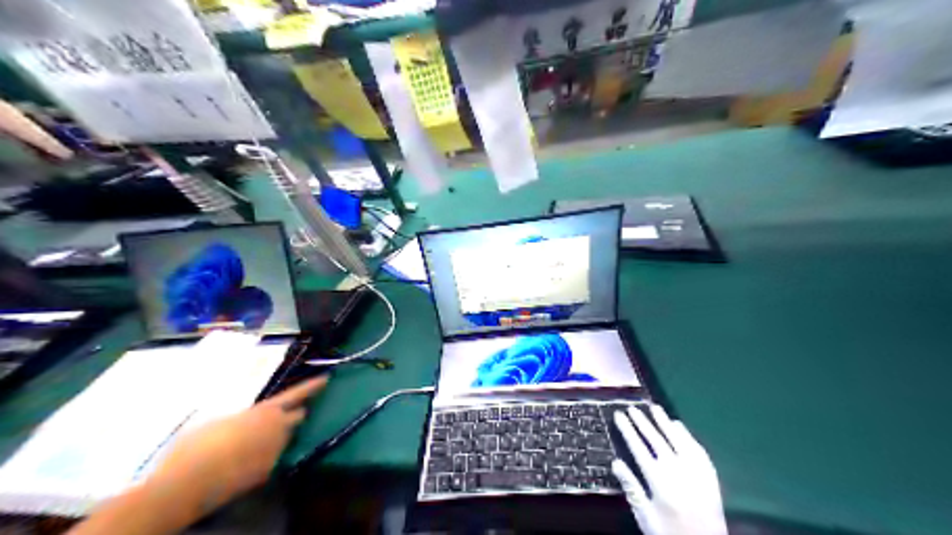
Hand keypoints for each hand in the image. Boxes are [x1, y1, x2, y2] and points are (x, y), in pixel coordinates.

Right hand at [147, 376, 326, 514]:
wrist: (188, 483)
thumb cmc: (198, 444)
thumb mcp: (218, 419)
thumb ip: (240, 418)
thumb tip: (243, 422)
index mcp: (266, 411)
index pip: (296, 394)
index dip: (312, 386)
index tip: (327, 379)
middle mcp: (277, 429)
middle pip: (297, 418)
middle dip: (295, 414)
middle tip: (285, 414)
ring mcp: (274, 452)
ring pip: (283, 440)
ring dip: (276, 438)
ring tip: (251, 443)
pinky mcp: (266, 473)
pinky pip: (269, 460)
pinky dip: (262, 459)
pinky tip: (241, 463)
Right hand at [614, 406, 726, 534]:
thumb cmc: (670, 532)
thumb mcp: (645, 516)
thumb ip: (631, 488)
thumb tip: (616, 463)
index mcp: (658, 480)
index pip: (638, 447)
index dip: (628, 430)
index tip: (620, 415)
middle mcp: (677, 470)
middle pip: (656, 439)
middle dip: (642, 422)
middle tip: (633, 408)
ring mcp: (695, 470)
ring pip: (677, 438)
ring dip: (664, 422)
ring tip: (654, 408)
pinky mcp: (709, 473)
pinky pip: (696, 447)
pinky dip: (685, 434)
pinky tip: (678, 426)